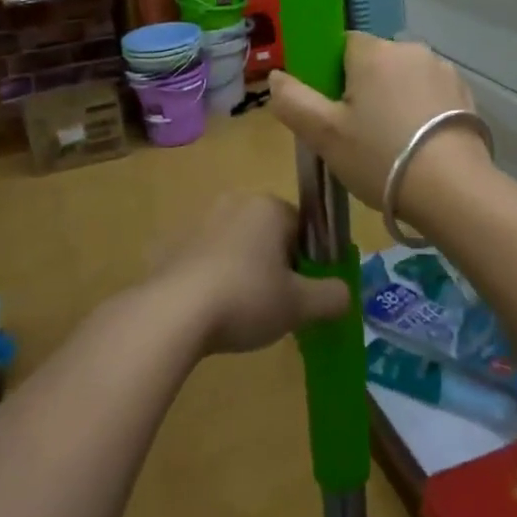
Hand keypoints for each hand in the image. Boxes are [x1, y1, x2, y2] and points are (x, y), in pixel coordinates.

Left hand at [150, 193, 348, 355]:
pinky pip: (204, 261)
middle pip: (268, 235)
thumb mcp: (300, 305)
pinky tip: (209, 312)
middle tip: (274, 306)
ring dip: (242, 272)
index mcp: (268, 206)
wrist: (173, 314)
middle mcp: (234, 203)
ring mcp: (198, 222)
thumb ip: (332, 296)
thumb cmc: (246, 298)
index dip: (307, 262)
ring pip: (236, 247)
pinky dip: (211, 280)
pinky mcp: (171, 245)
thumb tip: (346, 294)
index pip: (302, 228)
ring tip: (240, 313)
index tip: (300, 293)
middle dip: (274, 266)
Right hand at [269, 34, 490, 225]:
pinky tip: (419, 145)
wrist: (453, 189)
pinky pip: (430, 94)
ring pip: (404, 78)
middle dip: (364, 88)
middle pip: (375, 61)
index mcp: (374, 52)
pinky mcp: (465, 95)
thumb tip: (275, 76)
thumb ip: (293, 100)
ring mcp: (443, 71)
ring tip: (392, 144)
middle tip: (358, 133)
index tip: (332, 108)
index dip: (332, 74)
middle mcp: (411, 49)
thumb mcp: (324, 134)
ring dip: (395, 99)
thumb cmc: (381, 157)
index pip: (343, 44)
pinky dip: (420, 112)